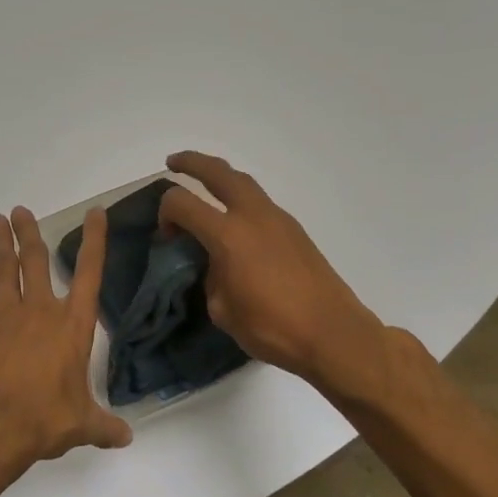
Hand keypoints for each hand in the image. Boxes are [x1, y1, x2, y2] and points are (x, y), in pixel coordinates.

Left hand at [0, 206, 131, 468]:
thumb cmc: (44, 419)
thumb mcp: (82, 424)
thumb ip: (104, 426)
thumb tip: (126, 438)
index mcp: (72, 326)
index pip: (89, 274)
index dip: (94, 241)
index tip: (95, 213)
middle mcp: (40, 310)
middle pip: (35, 260)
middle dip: (30, 233)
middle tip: (21, 211)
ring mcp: (4, 312)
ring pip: (4, 267)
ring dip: (1, 242)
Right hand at [159, 151, 394, 398]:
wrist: (332, 333)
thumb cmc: (272, 327)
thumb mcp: (223, 310)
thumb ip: (210, 278)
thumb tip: (214, 265)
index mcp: (228, 235)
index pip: (182, 203)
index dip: (165, 213)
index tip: (167, 236)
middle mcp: (252, 216)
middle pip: (218, 172)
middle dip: (192, 162)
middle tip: (174, 163)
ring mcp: (278, 219)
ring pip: (244, 182)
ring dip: (220, 177)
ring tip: (205, 185)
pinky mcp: (295, 230)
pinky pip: (260, 202)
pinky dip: (240, 199)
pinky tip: (236, 222)